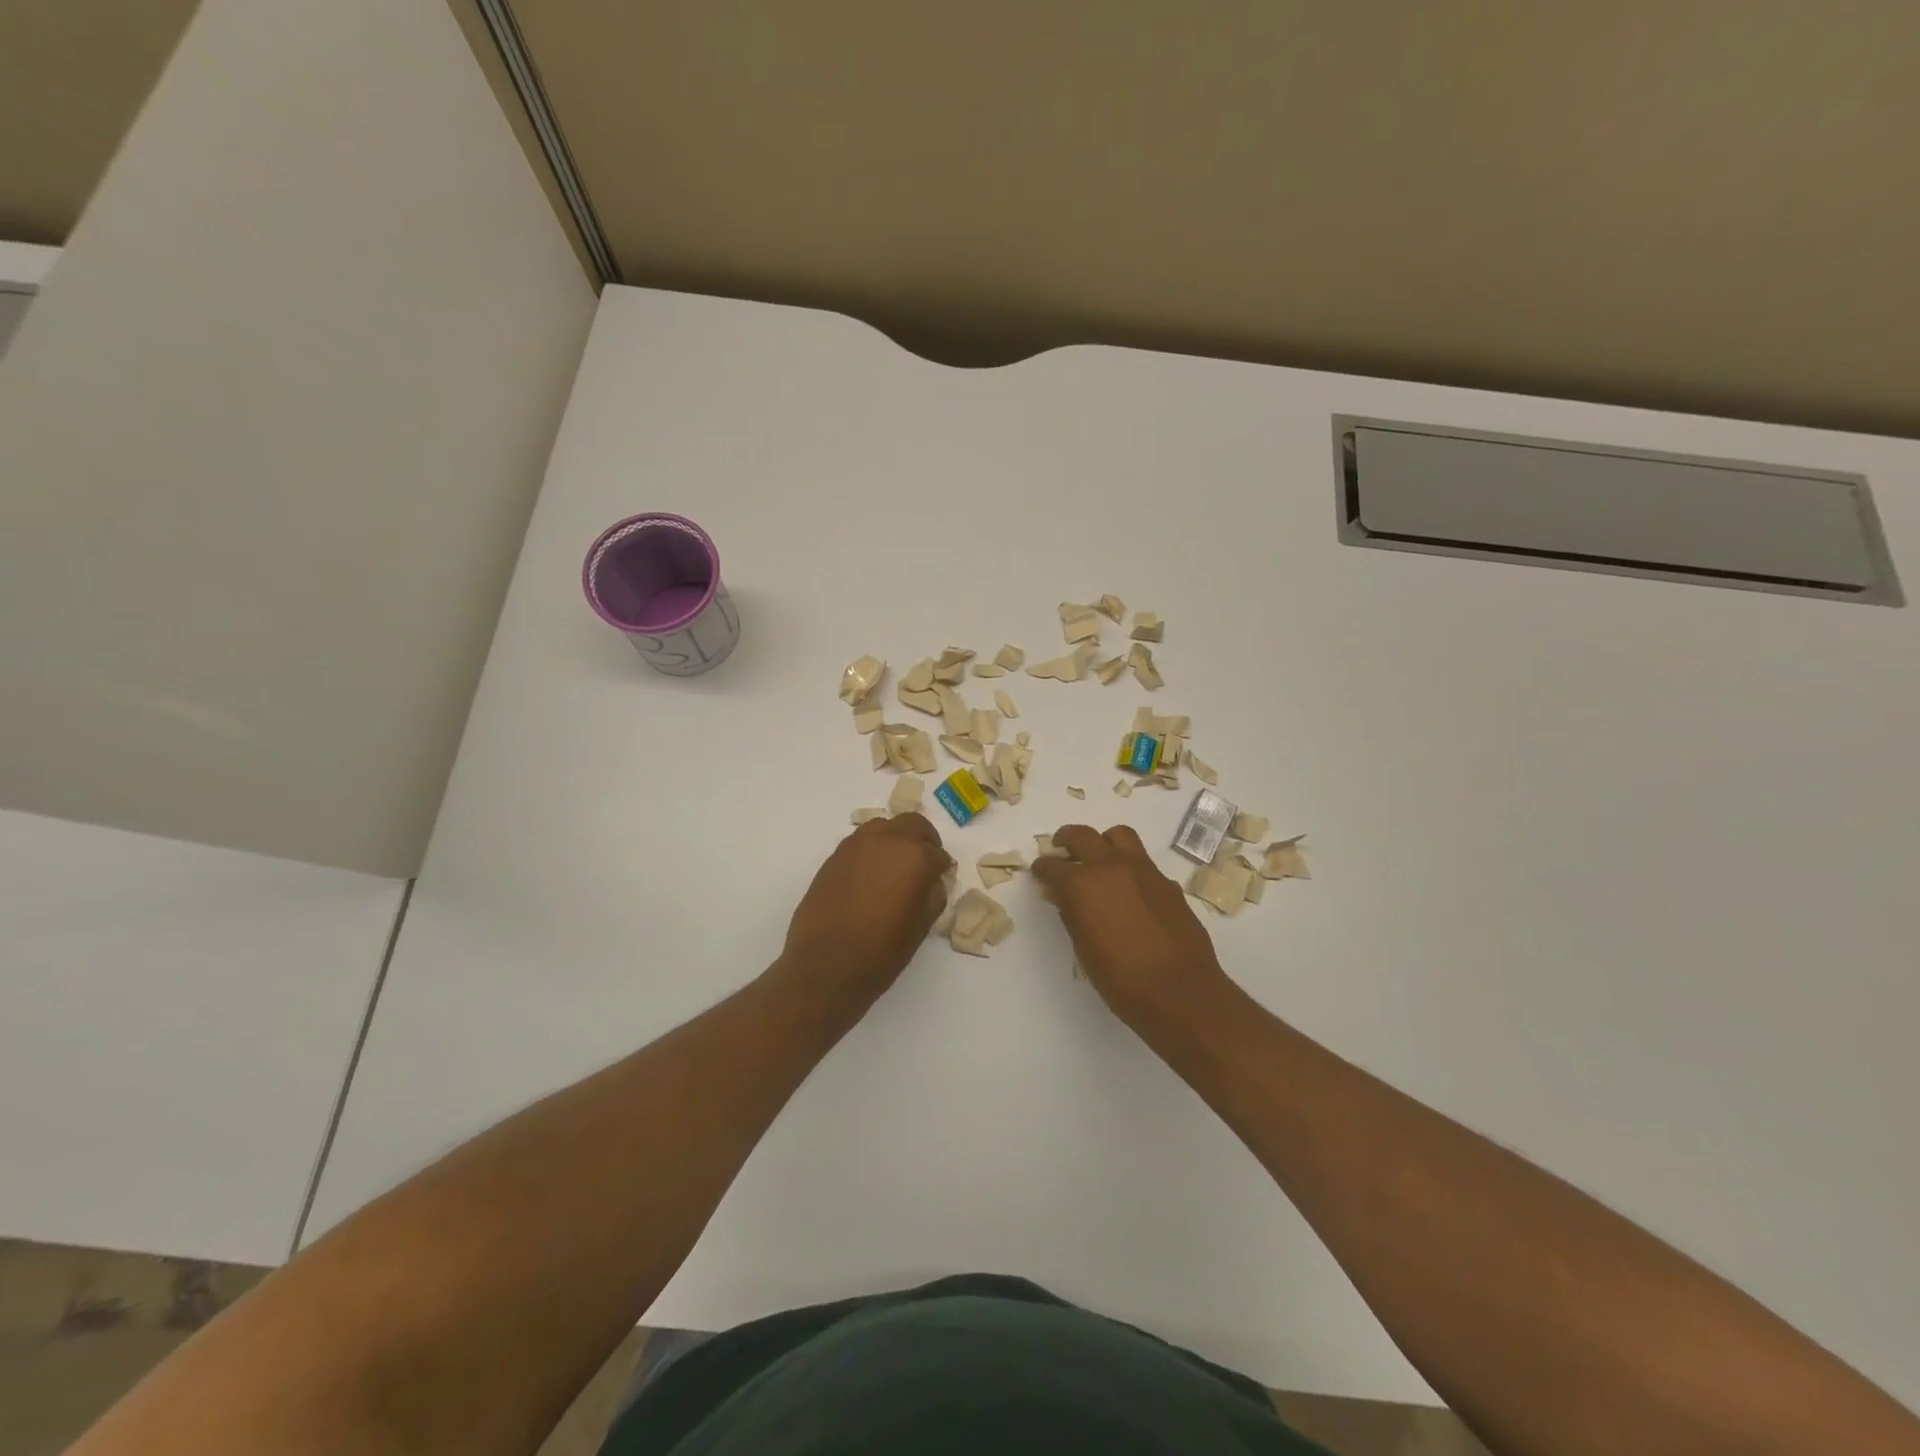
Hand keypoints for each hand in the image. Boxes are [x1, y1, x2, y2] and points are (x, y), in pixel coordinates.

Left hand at [779, 812, 953, 1010]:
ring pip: (883, 827)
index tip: (940, 879)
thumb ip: (933, 894)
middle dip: (923, 840)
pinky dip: (872, 851)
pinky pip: (860, 842)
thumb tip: (931, 880)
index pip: (938, 853)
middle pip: (912, 825)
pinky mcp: (834, 857)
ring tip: (895, 867)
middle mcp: (886, 840)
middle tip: (924, 863)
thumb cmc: (882, 950)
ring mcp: (856, 845)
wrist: (827, 965)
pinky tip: (871, 877)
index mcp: (914, 856)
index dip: (941, 868)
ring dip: (895, 840)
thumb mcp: (921, 925)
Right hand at [1031, 824, 1235, 1045]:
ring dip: (1103, 842)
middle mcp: (1111, 866)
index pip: (1053, 865)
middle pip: (1082, 836)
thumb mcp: (1084, 949)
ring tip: (1099, 859)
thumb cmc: (1122, 979)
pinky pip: (1143, 860)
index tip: (1039, 872)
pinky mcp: (1166, 881)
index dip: (1042, 868)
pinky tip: (1129, 890)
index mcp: (1082, 884)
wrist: (1180, 992)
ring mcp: (1143, 870)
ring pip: (1118, 835)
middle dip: (1067, 839)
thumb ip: (1071, 914)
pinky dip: (1129, 866)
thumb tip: (1063, 896)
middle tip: (1061, 849)